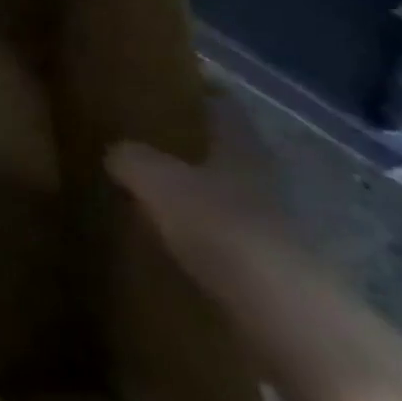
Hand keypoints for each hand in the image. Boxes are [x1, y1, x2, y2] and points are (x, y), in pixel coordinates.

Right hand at [106, 92, 326, 326]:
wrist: (286, 320)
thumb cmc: (222, 228)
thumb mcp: (158, 181)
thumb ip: (132, 159)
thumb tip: (114, 151)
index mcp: (240, 143)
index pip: (221, 100)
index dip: (196, 87)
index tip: (164, 80)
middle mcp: (262, 176)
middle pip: (223, 148)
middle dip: (189, 141)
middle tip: (143, 135)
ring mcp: (272, 225)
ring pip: (225, 192)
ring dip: (194, 190)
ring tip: (149, 189)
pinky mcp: (270, 269)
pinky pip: (226, 237)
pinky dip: (200, 234)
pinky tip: (170, 240)